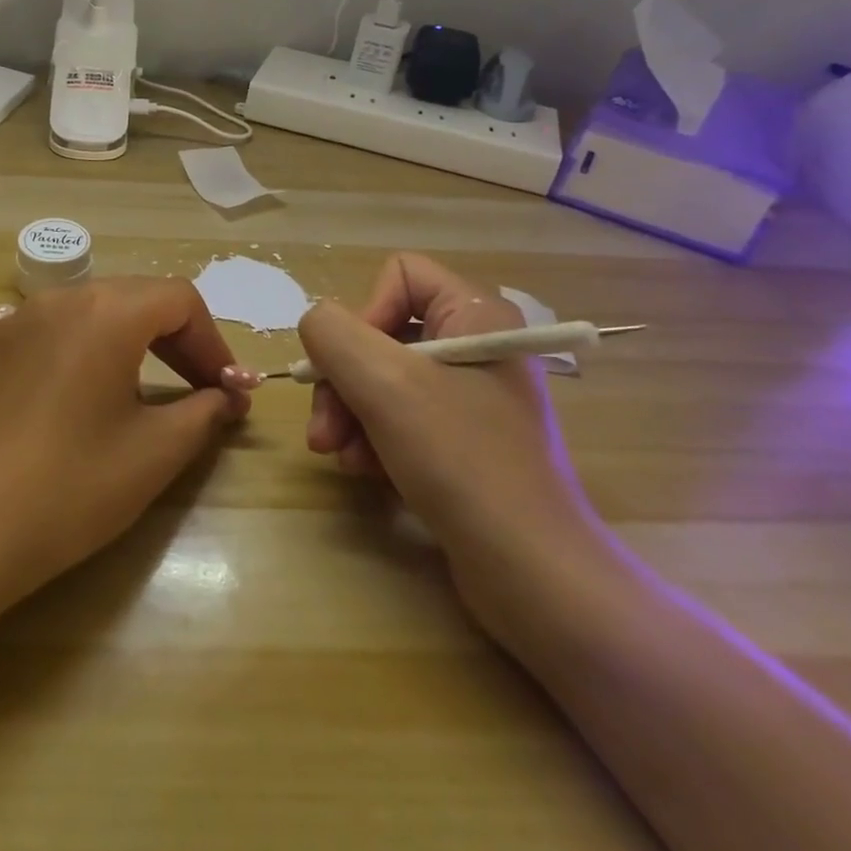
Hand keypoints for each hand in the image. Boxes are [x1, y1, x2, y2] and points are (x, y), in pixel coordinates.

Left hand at [0, 278, 247, 586]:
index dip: (213, 342)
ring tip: (154, 391)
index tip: (227, 389)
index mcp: (106, 312)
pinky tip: (94, 393)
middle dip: (179, 339)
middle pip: (140, 297)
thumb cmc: (73, 486)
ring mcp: (23, 319)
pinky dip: (94, 347)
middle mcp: (62, 299)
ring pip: (99, 309)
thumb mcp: (156, 451)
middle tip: (201, 389)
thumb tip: (229, 397)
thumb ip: (205, 411)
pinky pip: (62, 328)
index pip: (180, 300)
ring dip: (137, 340)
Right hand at [297, 255, 599, 620]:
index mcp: (475, 315)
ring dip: (351, 416)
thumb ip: (332, 334)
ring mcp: (472, 397)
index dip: (364, 312)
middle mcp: (476, 346)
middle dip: (344, 381)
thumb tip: (316, 325)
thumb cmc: (462, 461)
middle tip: (324, 432)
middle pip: (382, 334)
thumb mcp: (385, 384)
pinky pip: (401, 419)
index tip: (351, 364)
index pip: (399, 274)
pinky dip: (374, 440)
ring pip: (383, 380)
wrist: (533, 575)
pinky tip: (366, 473)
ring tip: (342, 458)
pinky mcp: (464, 441)